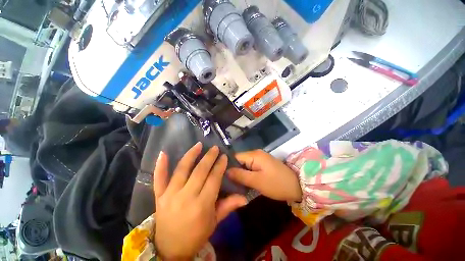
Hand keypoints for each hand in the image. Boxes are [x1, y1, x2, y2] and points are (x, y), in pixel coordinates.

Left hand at [154, 143, 246, 259]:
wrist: (170, 249)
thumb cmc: (196, 235)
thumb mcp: (214, 222)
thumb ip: (228, 206)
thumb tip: (245, 198)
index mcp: (202, 205)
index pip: (213, 179)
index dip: (220, 166)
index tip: (224, 156)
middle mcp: (186, 197)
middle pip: (199, 171)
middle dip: (209, 157)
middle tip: (214, 148)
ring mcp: (170, 195)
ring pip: (182, 170)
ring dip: (191, 155)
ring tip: (198, 145)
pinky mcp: (159, 196)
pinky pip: (159, 179)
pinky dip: (160, 165)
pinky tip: (163, 153)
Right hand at [228, 150, 301, 201]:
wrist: (298, 186)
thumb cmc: (277, 184)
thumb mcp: (257, 181)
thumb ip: (240, 176)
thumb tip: (225, 171)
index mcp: (253, 155)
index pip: (235, 157)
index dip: (228, 166)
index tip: (222, 177)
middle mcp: (256, 153)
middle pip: (239, 160)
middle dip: (234, 171)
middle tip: (228, 183)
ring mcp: (260, 158)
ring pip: (245, 164)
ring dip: (240, 173)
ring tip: (234, 184)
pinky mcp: (263, 164)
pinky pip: (251, 167)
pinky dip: (247, 174)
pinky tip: (244, 182)